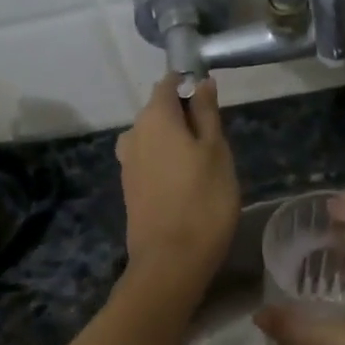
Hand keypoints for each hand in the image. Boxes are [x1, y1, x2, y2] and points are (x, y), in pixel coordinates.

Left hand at [115, 76, 239, 288]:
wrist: (170, 261)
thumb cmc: (204, 200)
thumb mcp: (216, 151)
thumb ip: (207, 113)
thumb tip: (201, 82)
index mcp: (154, 117)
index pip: (168, 84)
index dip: (190, 86)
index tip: (212, 105)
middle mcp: (133, 133)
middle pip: (160, 111)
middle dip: (185, 118)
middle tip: (216, 144)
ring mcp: (127, 162)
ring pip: (155, 138)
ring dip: (176, 143)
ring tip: (204, 168)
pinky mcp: (129, 187)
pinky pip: (150, 161)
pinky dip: (167, 163)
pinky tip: (186, 185)